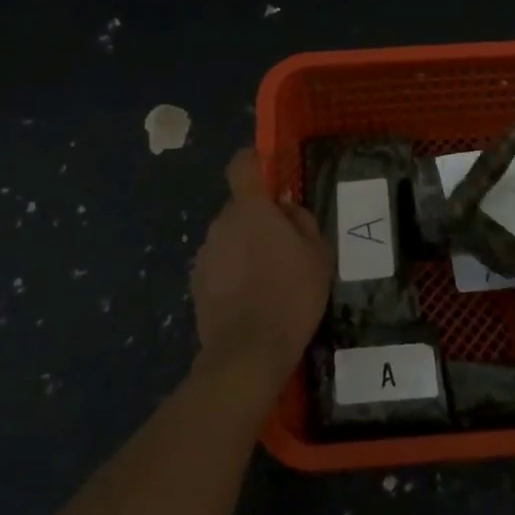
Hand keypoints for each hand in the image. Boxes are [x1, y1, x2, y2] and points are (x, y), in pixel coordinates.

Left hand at [190, 149, 330, 386]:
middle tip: (284, 247)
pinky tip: (250, 299)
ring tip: (268, 279)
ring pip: (228, 238)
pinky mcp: (196, 283)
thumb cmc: (292, 295)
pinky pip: (219, 265)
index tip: (266, 171)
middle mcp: (221, 223)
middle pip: (239, 208)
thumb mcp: (318, 254)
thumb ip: (302, 221)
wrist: (248, 352)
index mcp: (251, 209)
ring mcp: (205, 253)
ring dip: (244, 248)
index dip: (252, 162)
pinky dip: (232, 274)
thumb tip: (286, 209)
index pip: (242, 166)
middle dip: (258, 220)